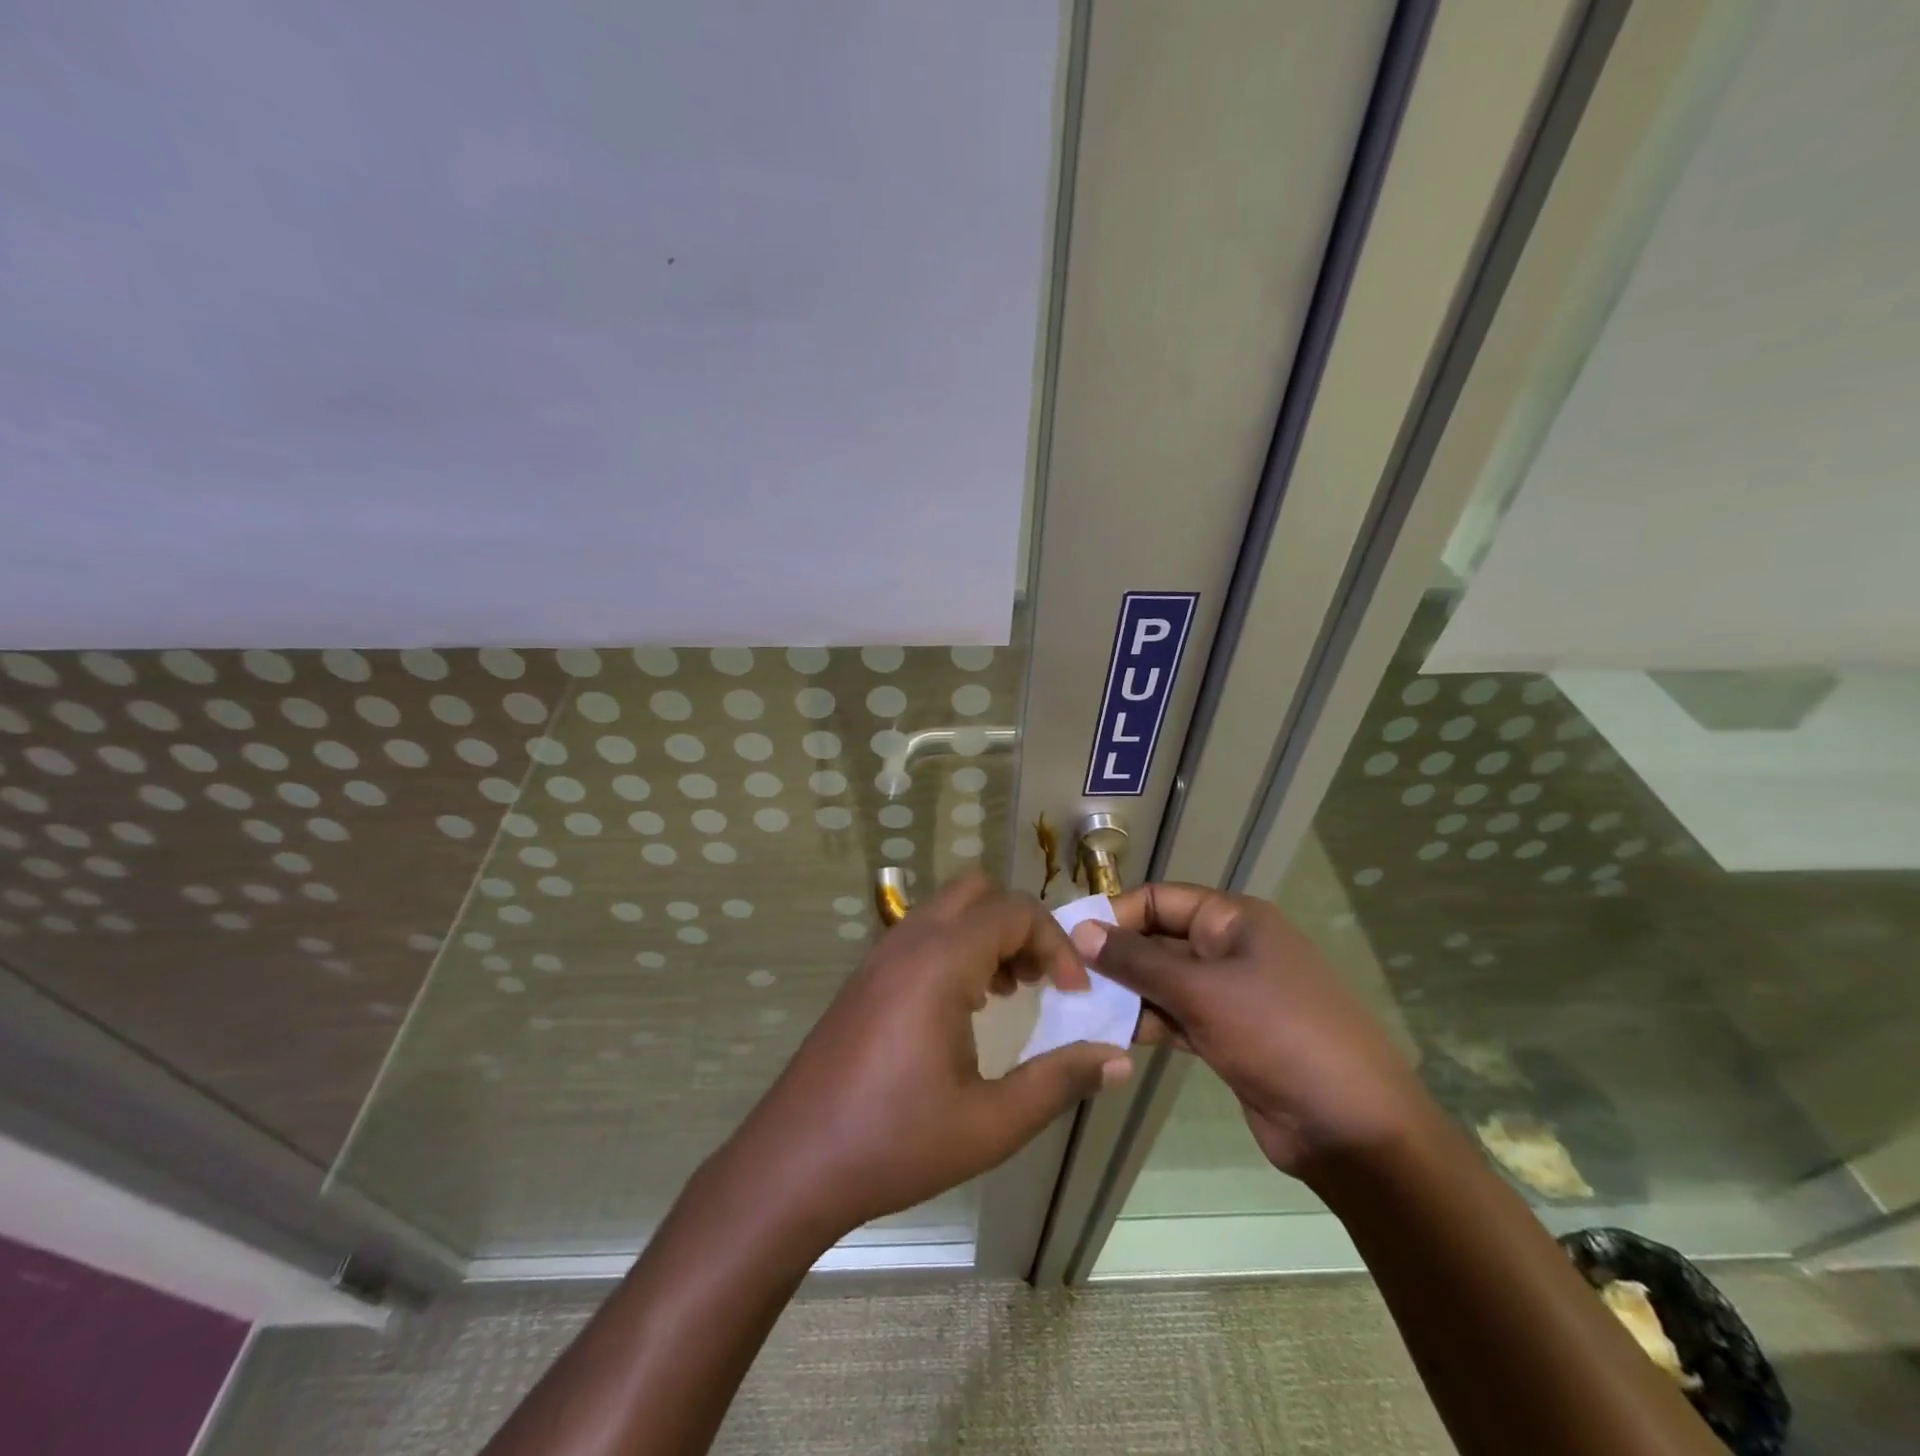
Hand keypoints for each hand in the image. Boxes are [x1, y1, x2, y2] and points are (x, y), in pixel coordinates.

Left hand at [724, 873, 1133, 1242]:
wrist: (793, 1163)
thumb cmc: (894, 1144)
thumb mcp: (990, 1124)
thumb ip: (1059, 1083)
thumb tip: (1118, 1058)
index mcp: (939, 964)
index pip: (1014, 911)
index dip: (1056, 944)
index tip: (1073, 996)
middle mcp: (908, 943)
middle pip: (978, 891)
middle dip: (1021, 925)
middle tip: (1040, 981)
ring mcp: (880, 956)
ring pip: (947, 908)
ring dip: (987, 934)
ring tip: (1009, 994)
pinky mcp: (865, 977)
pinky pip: (922, 933)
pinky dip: (957, 947)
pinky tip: (964, 1007)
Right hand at [1071, 883, 1432, 1179]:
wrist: (1353, 1130)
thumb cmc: (1280, 1035)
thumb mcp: (1203, 991)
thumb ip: (1138, 961)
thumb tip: (1081, 930)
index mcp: (1234, 919)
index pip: (1159, 899)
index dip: (1115, 914)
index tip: (1069, 938)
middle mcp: (1230, 949)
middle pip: (1159, 940)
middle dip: (1115, 957)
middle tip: (1064, 977)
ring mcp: (1229, 995)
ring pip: (1163, 982)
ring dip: (1126, 993)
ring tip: (1076, 1009)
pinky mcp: (1226, 1037)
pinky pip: (1175, 1017)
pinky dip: (1145, 1023)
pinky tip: (1108, 1035)